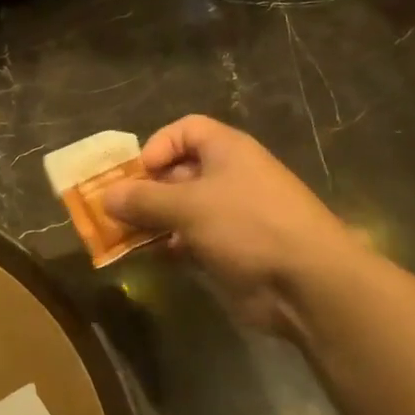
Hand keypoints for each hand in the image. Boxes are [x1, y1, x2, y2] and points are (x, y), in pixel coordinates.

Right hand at [100, 115, 364, 335]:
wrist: (308, 284)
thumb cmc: (248, 226)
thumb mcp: (188, 206)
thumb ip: (143, 199)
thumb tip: (106, 197)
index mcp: (227, 151)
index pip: (186, 130)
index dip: (158, 145)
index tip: (139, 173)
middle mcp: (229, 177)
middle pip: (177, 172)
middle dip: (144, 190)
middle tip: (114, 211)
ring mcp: (230, 216)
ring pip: (180, 210)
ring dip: (150, 221)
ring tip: (122, 237)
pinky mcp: (230, 250)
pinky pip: (189, 240)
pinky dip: (168, 246)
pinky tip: (150, 258)